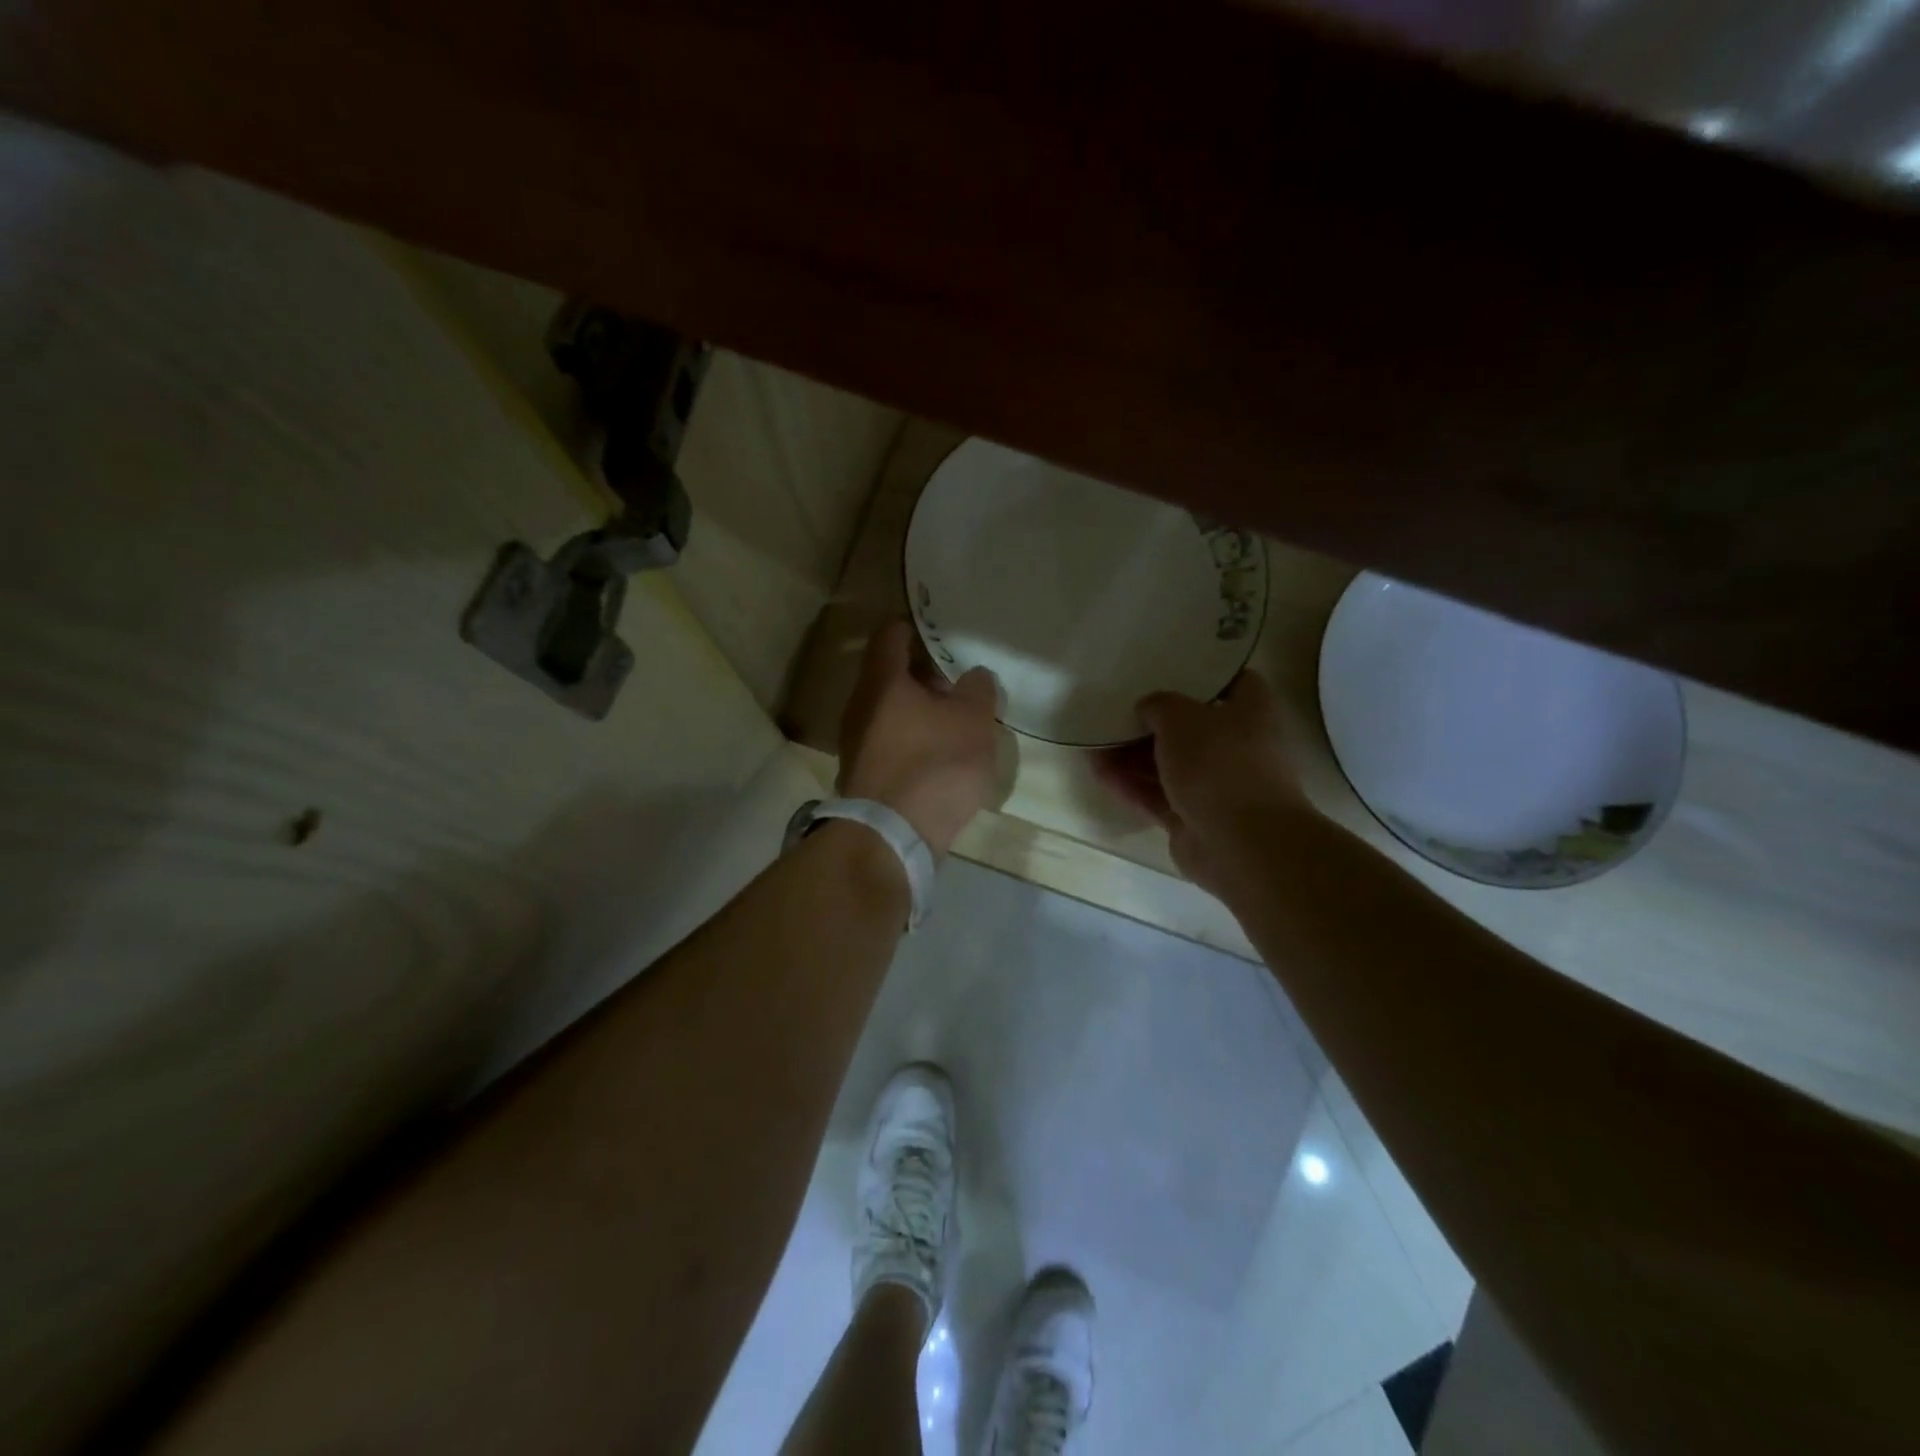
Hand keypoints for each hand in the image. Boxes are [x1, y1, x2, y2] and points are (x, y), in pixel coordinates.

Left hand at [838, 622, 1000, 857]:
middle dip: (924, 674)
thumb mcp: (973, 720)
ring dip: (920, 710)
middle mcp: (860, 705)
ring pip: (890, 710)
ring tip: (955, 719)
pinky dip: (912, 738)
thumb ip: (977, 689)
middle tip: (958, 680)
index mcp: (882, 681)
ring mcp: (857, 742)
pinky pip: (890, 741)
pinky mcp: (864, 774)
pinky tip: (940, 754)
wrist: (893, 836)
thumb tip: (973, 676)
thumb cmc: (935, 764)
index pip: (891, 634)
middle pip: (890, 674)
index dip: (916, 627)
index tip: (942, 631)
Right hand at [1094, 670, 1311, 893]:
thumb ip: (1159, 704)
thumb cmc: (1219, 763)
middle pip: (1189, 727)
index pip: (1231, 681)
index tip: (1164, 669)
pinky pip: (1157, 795)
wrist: (1241, 844)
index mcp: (1250, 712)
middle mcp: (1237, 746)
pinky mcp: (1192, 818)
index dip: (1200, 674)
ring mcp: (1214, 785)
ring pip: (1168, 764)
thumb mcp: (1181, 717)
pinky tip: (1098, 772)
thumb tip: (1148, 709)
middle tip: (1114, 708)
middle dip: (1151, 721)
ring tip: (1094, 742)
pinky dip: (1131, 784)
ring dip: (1132, 755)